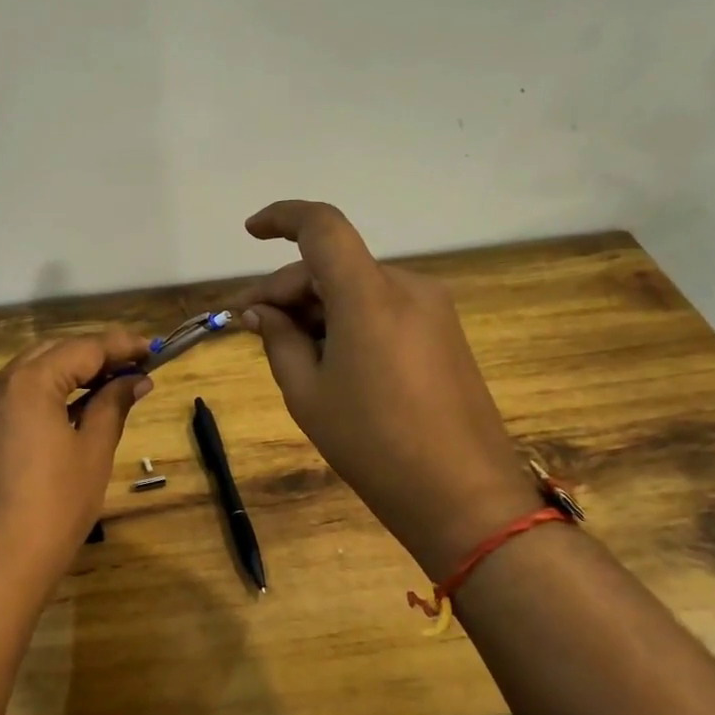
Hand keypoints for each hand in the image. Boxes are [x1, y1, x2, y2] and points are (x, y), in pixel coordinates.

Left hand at [0, 328, 151, 591]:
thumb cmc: (55, 506)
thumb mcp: (93, 451)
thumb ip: (113, 405)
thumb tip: (135, 380)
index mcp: (29, 383)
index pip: (83, 349)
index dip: (121, 346)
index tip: (153, 349)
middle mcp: (0, 385)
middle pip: (55, 352)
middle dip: (96, 355)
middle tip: (135, 365)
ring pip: (34, 372)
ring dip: (73, 372)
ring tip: (113, 384)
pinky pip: (20, 396)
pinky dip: (51, 392)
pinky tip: (78, 408)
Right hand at [234, 201, 539, 578]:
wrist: (464, 497)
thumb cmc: (373, 445)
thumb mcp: (307, 393)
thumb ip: (277, 339)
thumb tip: (260, 311)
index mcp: (369, 294)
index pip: (322, 227)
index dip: (281, 217)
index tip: (250, 232)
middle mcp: (406, 286)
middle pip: (334, 264)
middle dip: (288, 290)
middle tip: (251, 327)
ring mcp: (432, 308)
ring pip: (357, 287)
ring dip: (317, 307)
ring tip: (289, 352)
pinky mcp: (444, 332)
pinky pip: (383, 308)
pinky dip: (349, 320)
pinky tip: (331, 359)